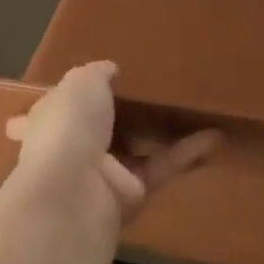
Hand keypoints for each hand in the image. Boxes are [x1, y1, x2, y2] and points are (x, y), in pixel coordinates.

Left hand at [6, 62, 220, 225]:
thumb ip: (97, 73)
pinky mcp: (132, 194)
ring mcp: (101, 175)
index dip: (68, 98)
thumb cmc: (68, 127)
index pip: (55, 109)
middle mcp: (70, 149)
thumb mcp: (81, 82)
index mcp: (47, 121)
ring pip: (137, 149)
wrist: (74, 191)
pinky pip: (161, 167)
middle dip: (121, 115)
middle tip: (155, 92)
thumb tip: (110, 70)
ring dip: (163, 132)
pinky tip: (216, 136)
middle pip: (98, 130)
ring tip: (195, 109)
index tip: (89, 85)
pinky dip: (186, 152)